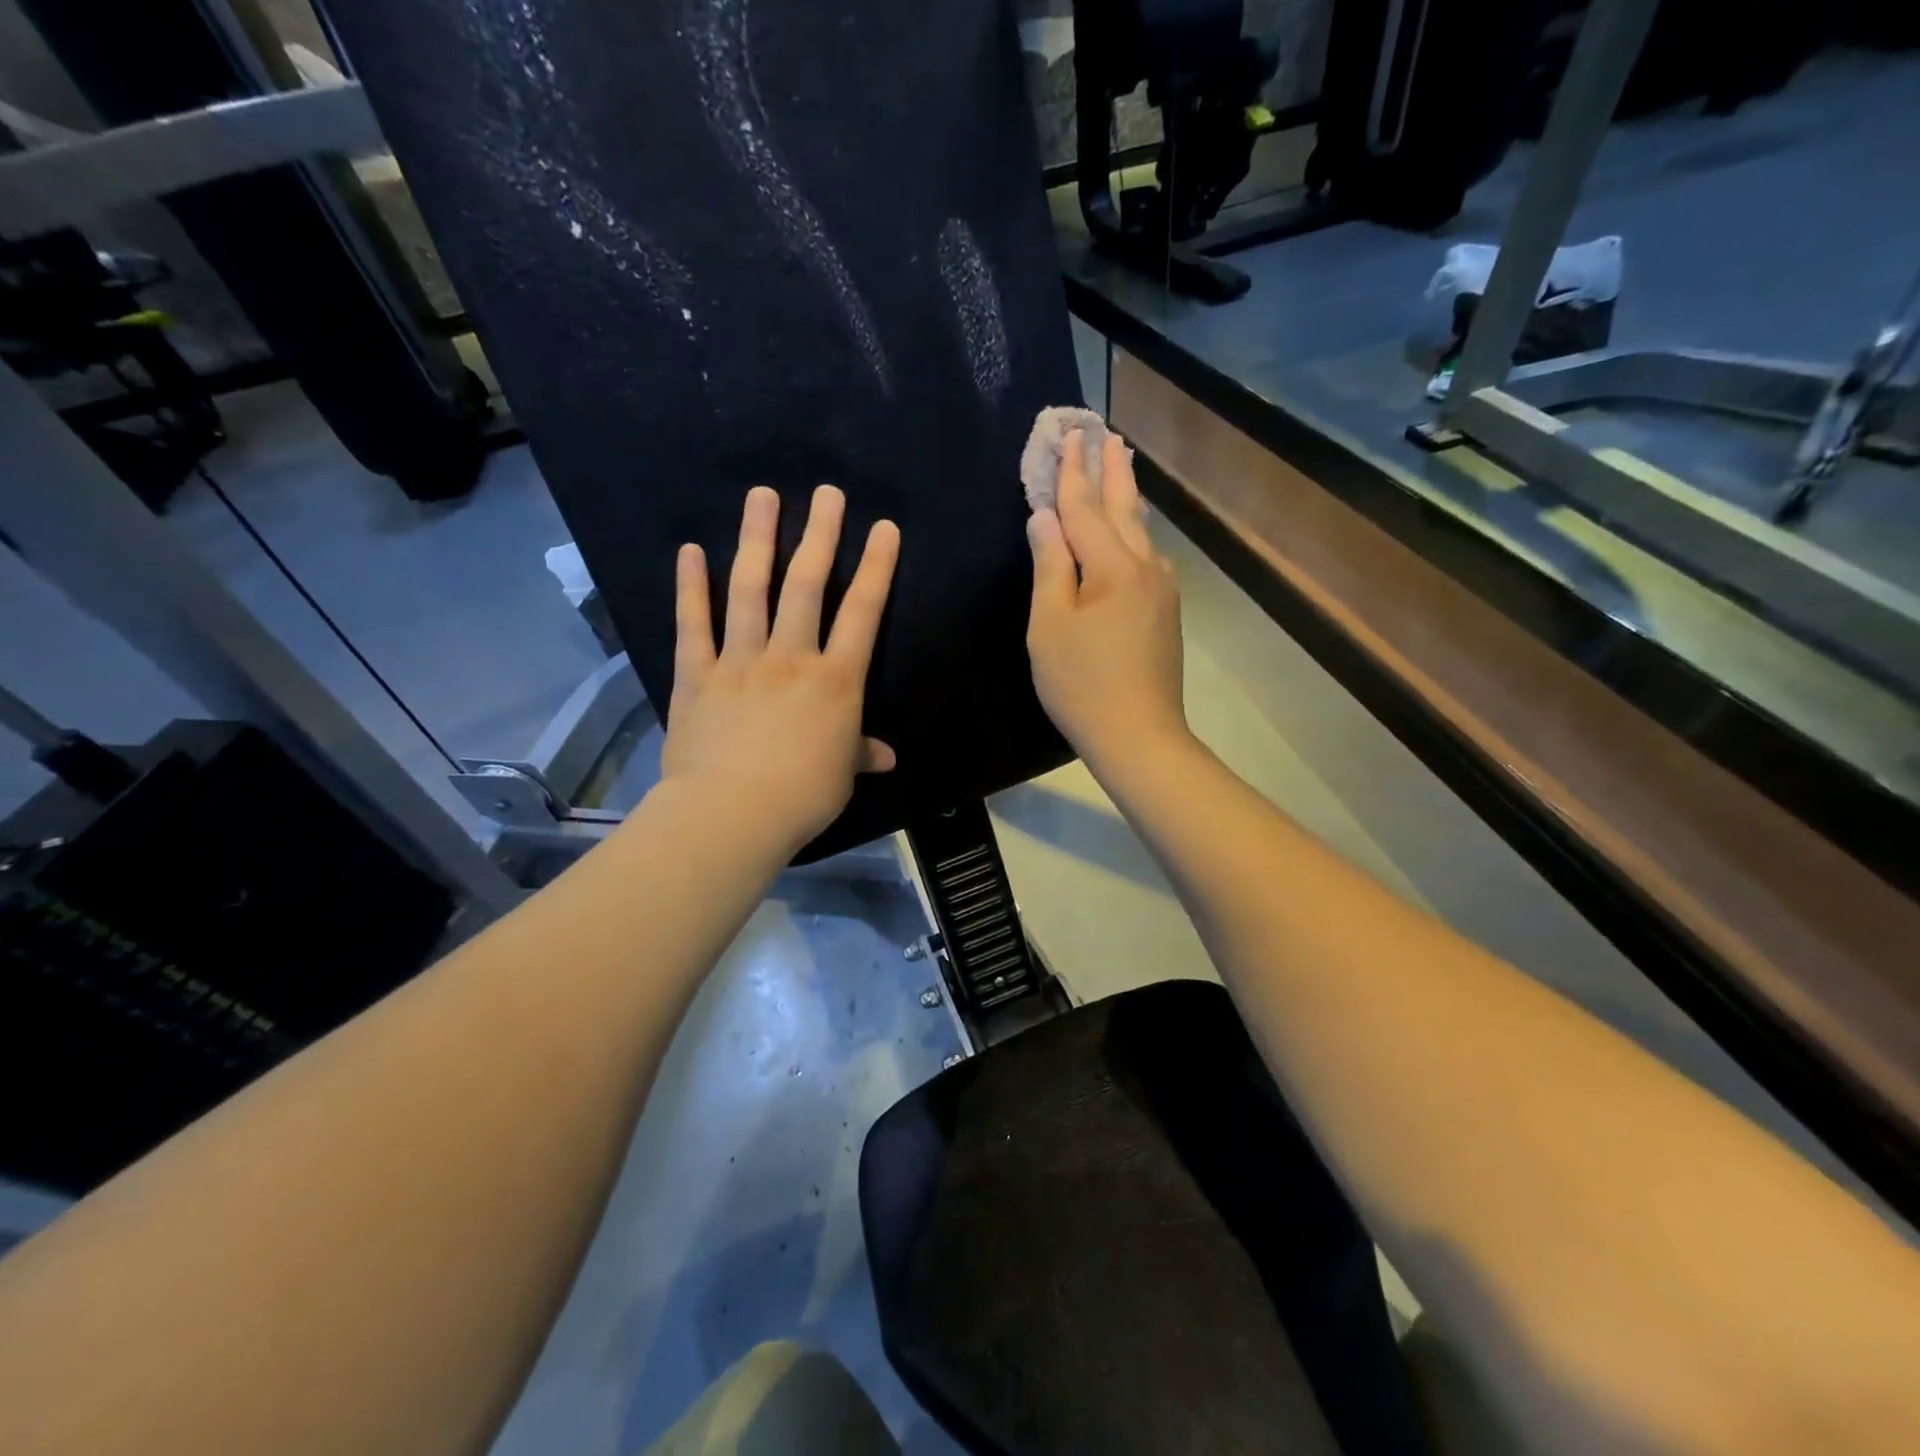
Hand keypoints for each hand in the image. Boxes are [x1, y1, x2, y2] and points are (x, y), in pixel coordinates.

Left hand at [662, 484, 899, 853]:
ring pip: (749, 590)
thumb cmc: (802, 796)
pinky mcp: (697, 676)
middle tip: (826, 493)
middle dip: (820, 535)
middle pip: (807, 585)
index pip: (863, 613)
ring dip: (756, 540)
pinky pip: (693, 625)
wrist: (733, 814)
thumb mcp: (842, 774)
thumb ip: (861, 754)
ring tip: (761, 496)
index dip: (876, 567)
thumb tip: (886, 756)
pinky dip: (690, 588)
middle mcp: (790, 657)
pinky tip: (689, 552)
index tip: (884, 527)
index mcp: (835, 680)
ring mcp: (740, 661)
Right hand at [1026, 430, 1188, 778]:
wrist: (1139, 734)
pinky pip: (1145, 556)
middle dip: (1111, 469)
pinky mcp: (1165, 611)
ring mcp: (1162, 589)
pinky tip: (1129, 531)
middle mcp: (1146, 566)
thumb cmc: (1081, 683)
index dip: (1073, 471)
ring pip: (1139, 531)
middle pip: (1123, 507)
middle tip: (1106, 433)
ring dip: (1126, 497)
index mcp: (1113, 565)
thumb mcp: (1050, 625)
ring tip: (1120, 467)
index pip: (1086, 506)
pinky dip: (1131, 531)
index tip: (1069, 434)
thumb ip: (1050, 566)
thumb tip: (1045, 518)